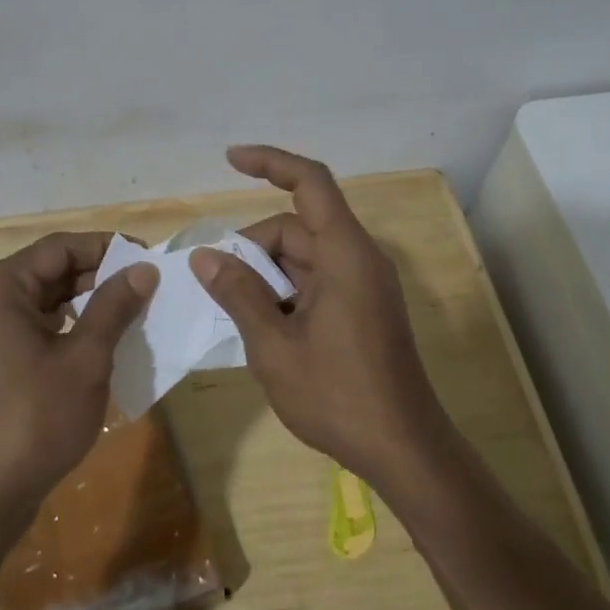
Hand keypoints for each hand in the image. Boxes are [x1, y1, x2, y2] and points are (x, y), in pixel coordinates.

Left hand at [0, 232, 157, 530]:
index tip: (148, 260)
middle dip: (97, 277)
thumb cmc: (33, 420)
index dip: (107, 248)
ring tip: (129, 314)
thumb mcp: (85, 359)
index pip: (59, 248)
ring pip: (40, 300)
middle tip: (145, 289)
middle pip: (48, 271)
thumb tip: (143, 269)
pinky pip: (29, 326)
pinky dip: (64, 328)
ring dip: (84, 303)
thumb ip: (114, 306)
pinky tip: (98, 342)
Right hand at [189, 145, 450, 489]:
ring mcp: (364, 285)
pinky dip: (285, 292)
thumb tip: (205, 257)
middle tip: (215, 285)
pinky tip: (262, 325)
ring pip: (304, 257)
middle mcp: (359, 258)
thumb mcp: (274, 346)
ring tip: (235, 312)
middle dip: (252, 247)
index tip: (231, 159)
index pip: (310, 182)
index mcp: (345, 254)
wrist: (404, 451)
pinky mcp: (364, 308)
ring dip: (266, 275)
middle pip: (297, 226)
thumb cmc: (338, 396)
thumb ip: (238, 294)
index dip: (270, 162)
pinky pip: (317, 281)